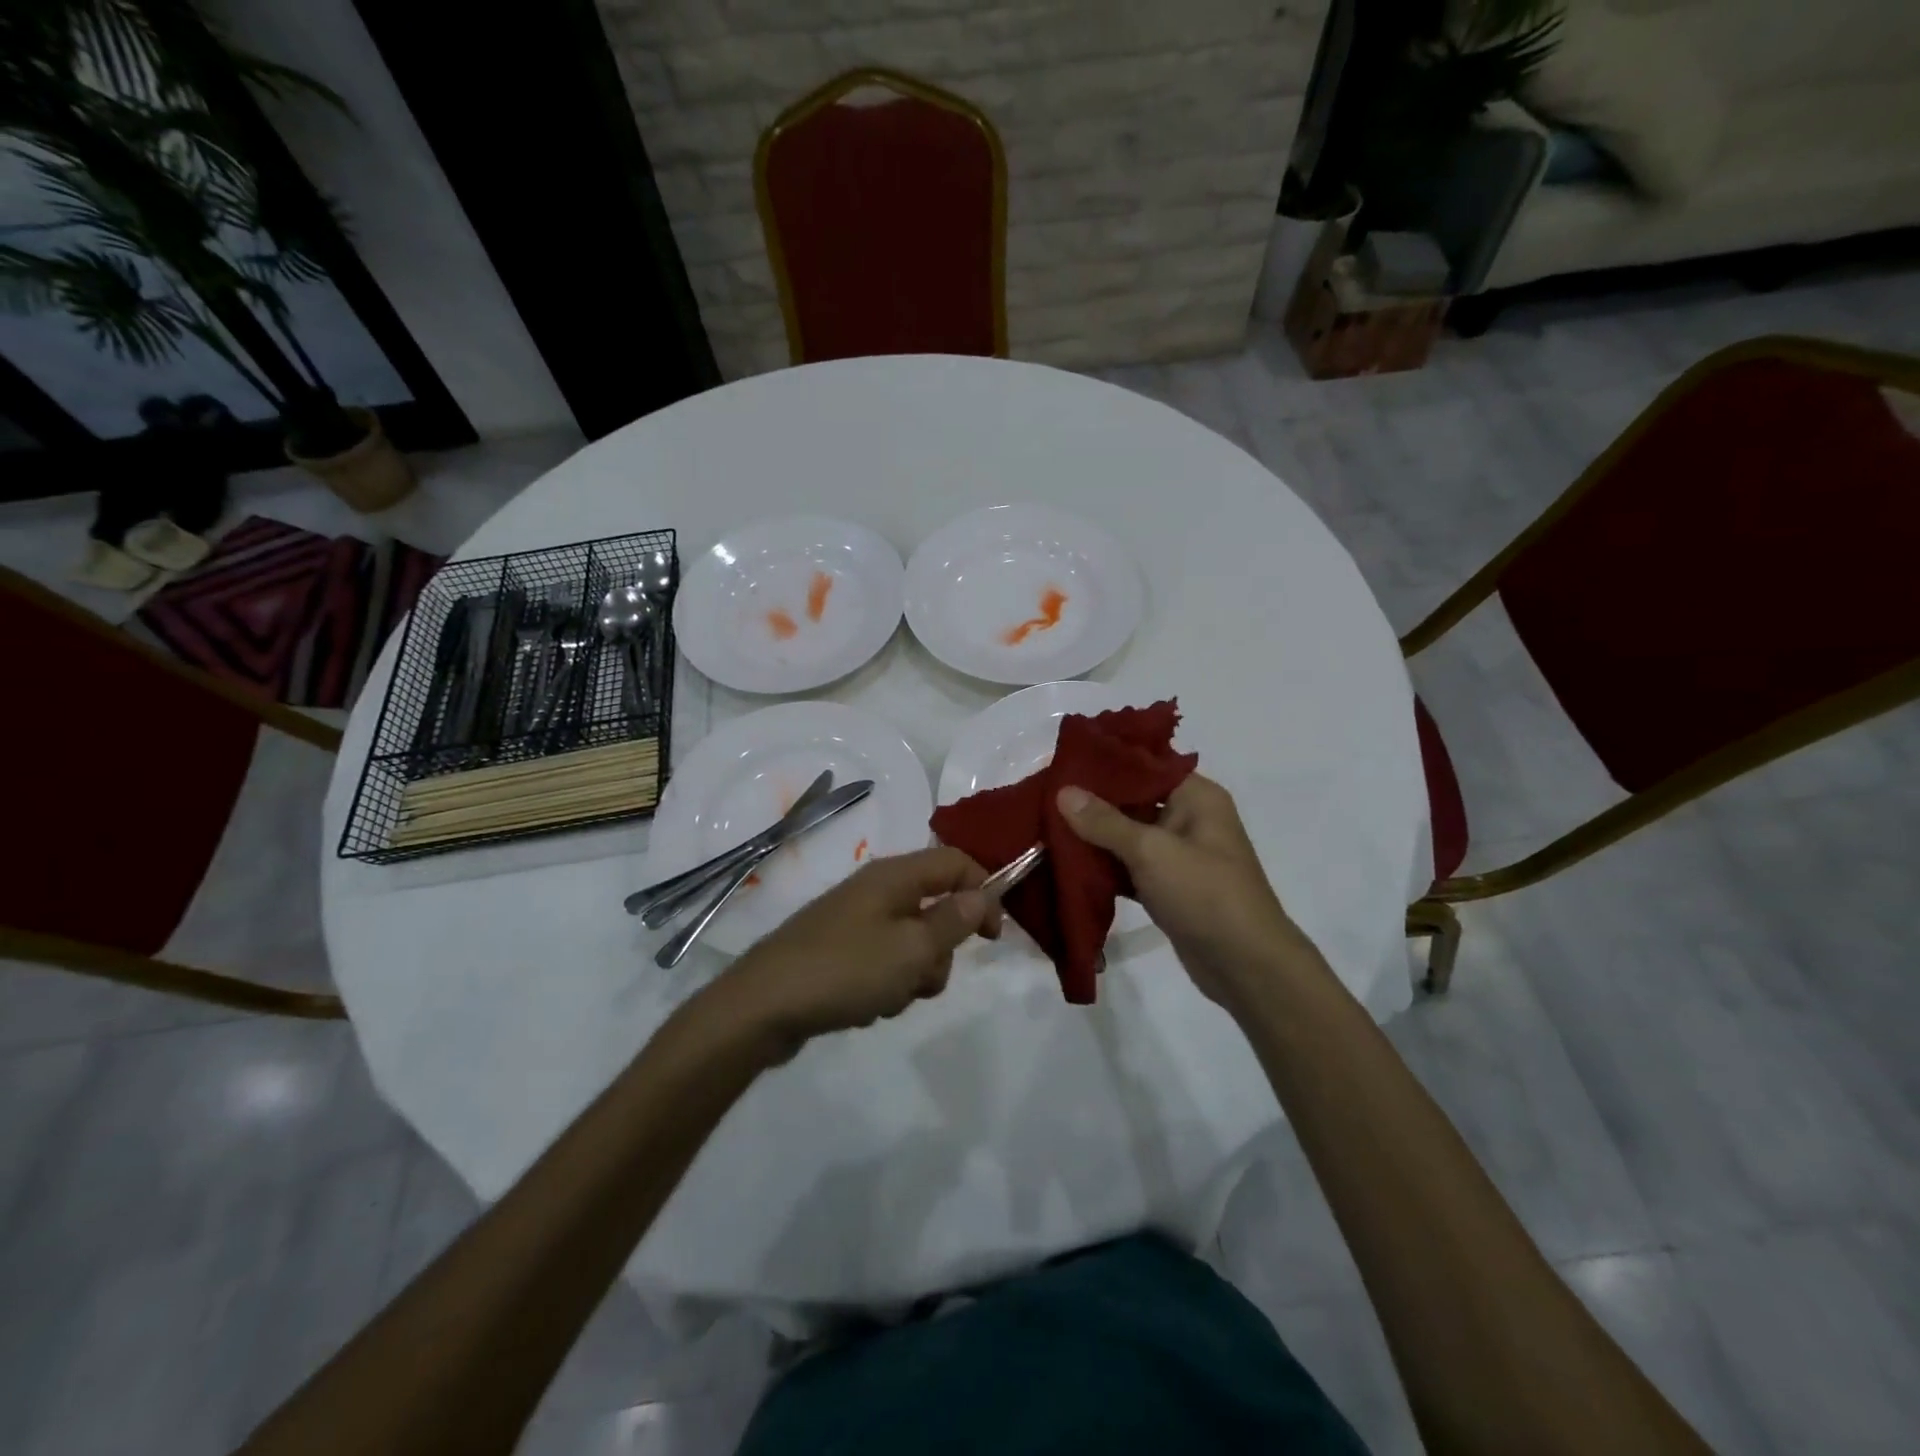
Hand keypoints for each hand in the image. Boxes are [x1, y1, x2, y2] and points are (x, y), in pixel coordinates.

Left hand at [715, 847, 1001, 1058]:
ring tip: (887, 997)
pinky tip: (865, 1006)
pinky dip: (885, 985)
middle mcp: (875, 890)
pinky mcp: (839, 951)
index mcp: (894, 876)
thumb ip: (954, 920)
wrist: (762, 1006)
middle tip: (923, 976)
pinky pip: (883, 963)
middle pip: (935, 908)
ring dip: (912, 974)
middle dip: (940, 950)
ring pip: (911, 943)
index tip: (992, 936)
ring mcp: (854, 921)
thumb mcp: (913, 948)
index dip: (983, 891)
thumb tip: (982, 894)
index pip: (955, 862)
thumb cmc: (845, 969)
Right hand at [1056, 775, 1310, 1011]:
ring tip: (1047, 825)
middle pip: (1133, 800)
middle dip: (1092, 802)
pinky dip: (1104, 866)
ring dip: (1093, 836)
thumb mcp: (1151, 851)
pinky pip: (1129, 866)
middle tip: (1046, 796)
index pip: (1146, 765)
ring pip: (1128, 835)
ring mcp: (1178, 855)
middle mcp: (1189, 818)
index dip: (1106, 762)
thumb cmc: (1205, 894)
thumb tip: (1063, 791)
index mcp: (1196, 797)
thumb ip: (1104, 821)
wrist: (1246, 966)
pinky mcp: (1168, 886)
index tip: (1064, 763)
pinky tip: (1067, 863)